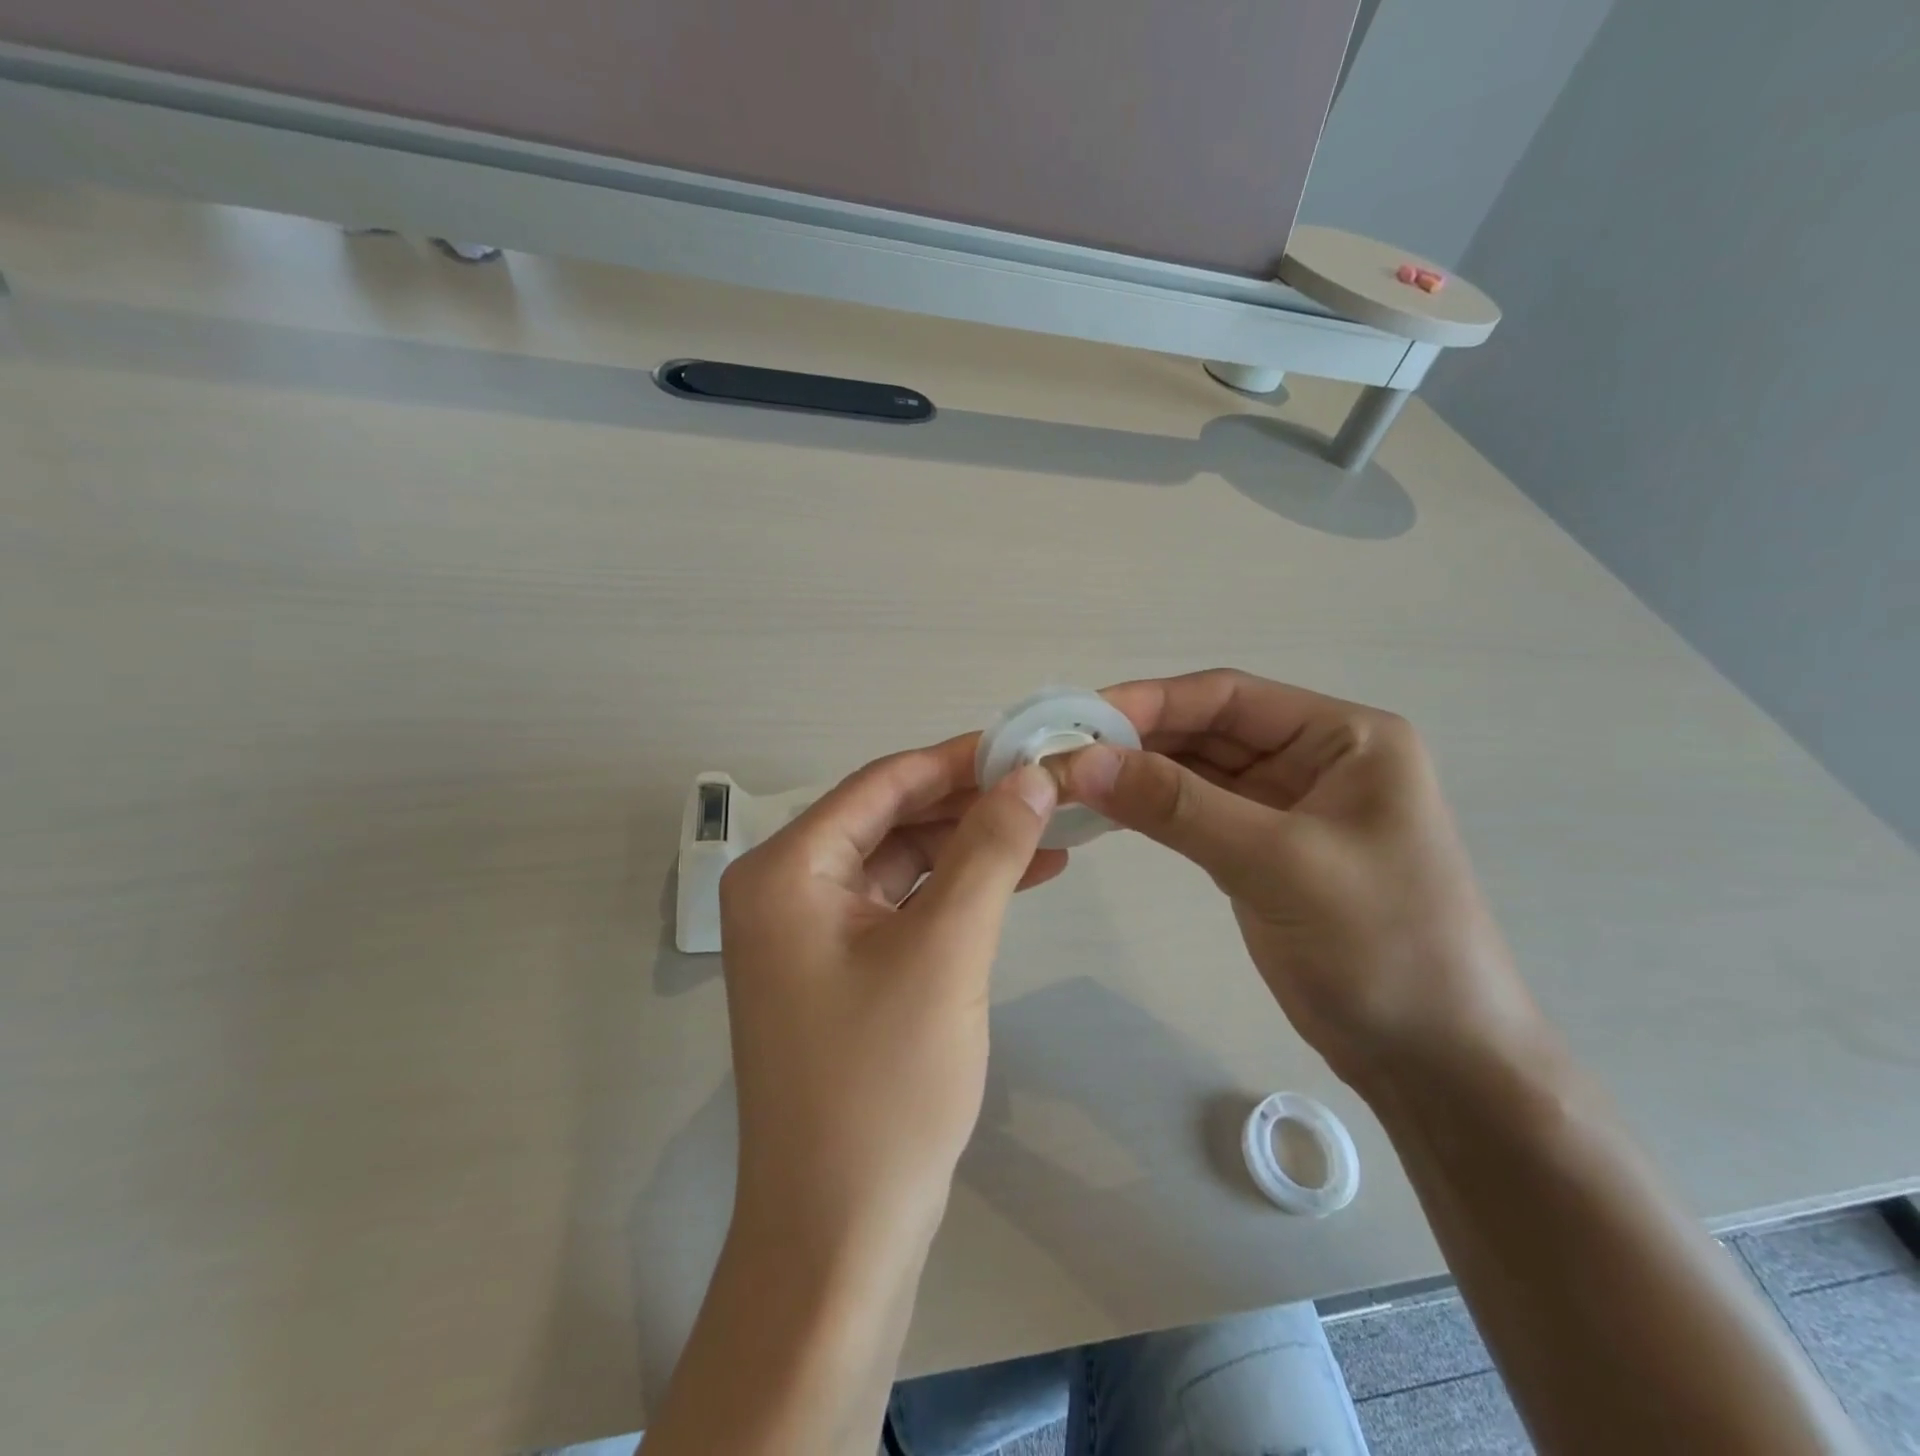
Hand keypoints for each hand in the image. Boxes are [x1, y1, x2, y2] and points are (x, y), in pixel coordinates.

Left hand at [718, 735, 1062, 1247]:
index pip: (881, 783)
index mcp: (786, 870)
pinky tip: (1020, 878)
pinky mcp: (840, 970)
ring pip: (902, 861)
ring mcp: (811, 933)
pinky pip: (903, 906)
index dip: (956, 759)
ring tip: (1051, 830)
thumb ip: (988, 850)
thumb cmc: (883, 1084)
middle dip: (969, 803)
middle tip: (1047, 787)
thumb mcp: (945, 950)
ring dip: (971, 846)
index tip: (1026, 744)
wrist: (840, 1235)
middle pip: (890, 818)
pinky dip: (957, 891)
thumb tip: (1031, 776)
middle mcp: (787, 890)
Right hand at [1061, 669, 1540, 1087]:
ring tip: (1069, 779)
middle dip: (1137, 739)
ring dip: (1138, 774)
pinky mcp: (1263, 851)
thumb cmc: (1381, 946)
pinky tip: (1106, 812)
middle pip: (1209, 730)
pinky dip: (1152, 811)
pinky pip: (1197, 813)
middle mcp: (1316, 759)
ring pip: (1197, 772)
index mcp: (1346, 737)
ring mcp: (1288, 807)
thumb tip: (1082, 763)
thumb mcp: (1277, 863)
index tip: (1078, 718)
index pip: (1229, 697)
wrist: (1435, 1062)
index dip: (1150, 701)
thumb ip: (1177, 806)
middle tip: (1060, 752)